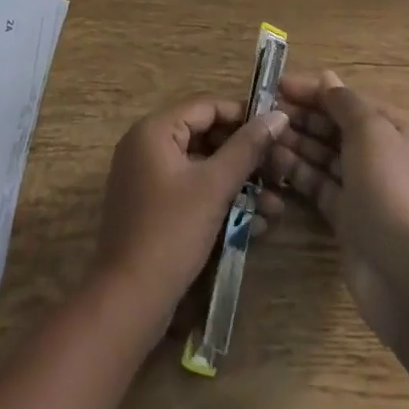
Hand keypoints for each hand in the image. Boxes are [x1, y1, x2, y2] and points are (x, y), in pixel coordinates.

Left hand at [93, 96, 287, 324]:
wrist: (128, 302)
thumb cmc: (171, 233)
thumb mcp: (214, 187)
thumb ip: (246, 148)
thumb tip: (278, 115)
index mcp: (154, 130)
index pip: (206, 106)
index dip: (243, 115)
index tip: (276, 130)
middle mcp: (146, 145)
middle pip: (205, 136)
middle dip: (245, 157)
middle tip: (280, 172)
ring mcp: (148, 178)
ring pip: (202, 168)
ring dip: (238, 184)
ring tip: (276, 205)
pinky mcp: (153, 208)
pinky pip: (192, 191)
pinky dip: (220, 201)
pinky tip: (255, 224)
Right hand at [268, 69, 408, 342]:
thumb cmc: (392, 190)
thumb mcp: (370, 132)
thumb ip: (345, 102)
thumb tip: (327, 78)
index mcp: (394, 130)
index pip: (349, 100)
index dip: (315, 91)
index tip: (279, 85)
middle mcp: (380, 156)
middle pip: (335, 127)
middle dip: (302, 116)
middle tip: (263, 111)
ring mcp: (363, 189)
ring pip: (324, 156)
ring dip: (296, 142)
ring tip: (262, 135)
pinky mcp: (347, 219)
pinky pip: (318, 185)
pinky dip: (298, 172)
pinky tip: (273, 161)